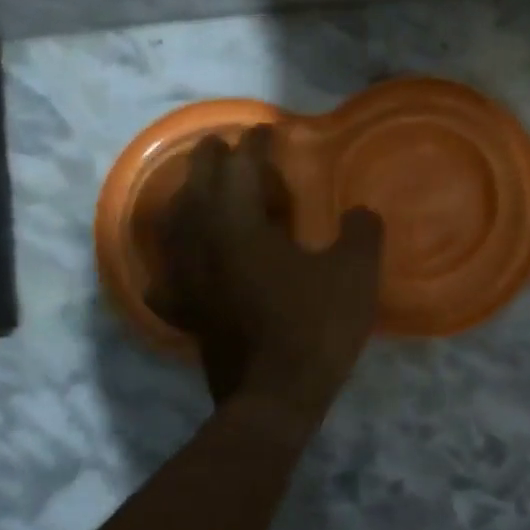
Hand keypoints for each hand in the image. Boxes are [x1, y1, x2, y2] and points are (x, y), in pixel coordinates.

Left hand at [144, 126, 382, 411]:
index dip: (255, 145)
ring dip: (187, 199)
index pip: (240, 168)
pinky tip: (179, 265)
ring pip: (174, 226)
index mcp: (238, 225)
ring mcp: (186, 280)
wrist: (274, 399)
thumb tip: (362, 213)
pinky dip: (172, 262)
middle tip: (224, 145)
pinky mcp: (185, 312)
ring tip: (200, 191)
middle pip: (196, 187)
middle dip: (210, 160)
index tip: (267, 130)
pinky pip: (168, 277)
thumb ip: (362, 232)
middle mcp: (202, 244)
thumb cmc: (314, 328)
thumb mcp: (354, 274)